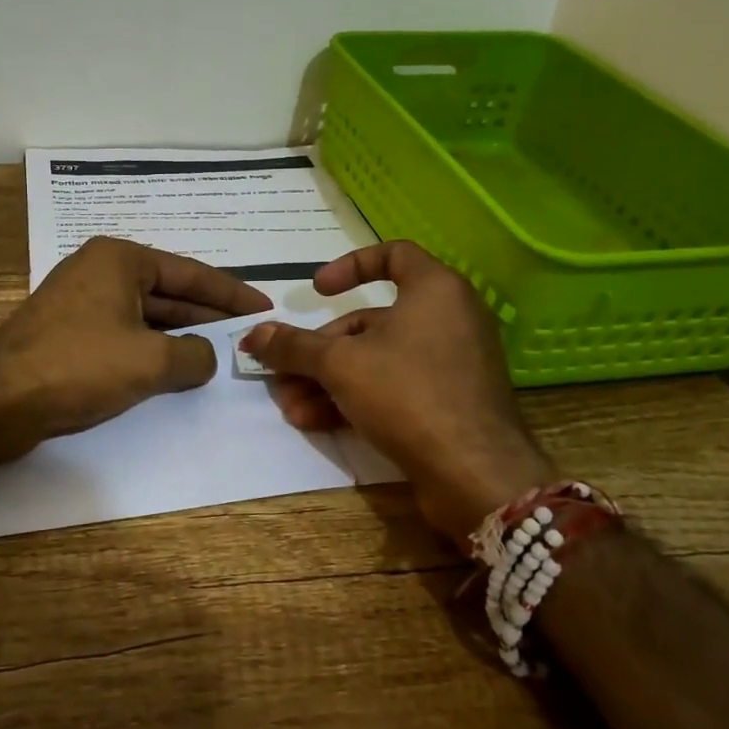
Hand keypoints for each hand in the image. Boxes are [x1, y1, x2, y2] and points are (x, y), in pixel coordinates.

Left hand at [0, 236, 270, 460]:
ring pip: (145, 316)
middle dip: (207, 316)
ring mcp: (80, 303)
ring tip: (220, 355)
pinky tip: (174, 371)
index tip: (263, 307)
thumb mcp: (150, 361)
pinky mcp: (68, 334)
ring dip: (180, 337)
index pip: (190, 273)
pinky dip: (151, 351)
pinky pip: (123, 336)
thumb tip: (208, 356)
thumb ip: (193, 356)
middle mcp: (99, 271)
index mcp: (119, 259)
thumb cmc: (78, 366)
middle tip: (248, 334)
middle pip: (168, 292)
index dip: (231, 293)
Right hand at [241, 241, 553, 549]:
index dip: (349, 266)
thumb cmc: (408, 394)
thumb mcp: (340, 364)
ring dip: (328, 381)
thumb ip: (294, 346)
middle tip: (284, 371)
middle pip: (371, 321)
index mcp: (435, 290)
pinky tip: (315, 422)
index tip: (316, 291)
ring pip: (377, 360)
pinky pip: (395, 387)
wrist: (475, 474)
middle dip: (320, 350)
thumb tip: (253, 335)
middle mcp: (449, 319)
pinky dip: (356, 398)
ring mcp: (452, 364)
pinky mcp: (450, 403)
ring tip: (291, 407)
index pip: (393, 254)